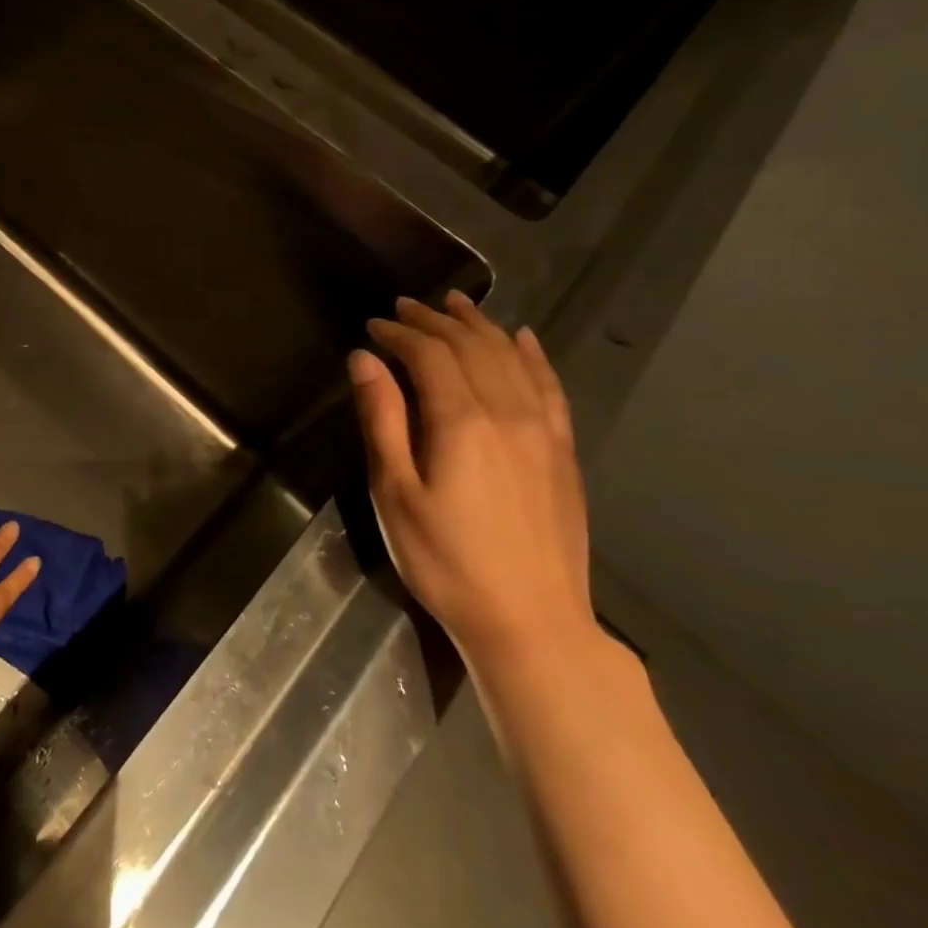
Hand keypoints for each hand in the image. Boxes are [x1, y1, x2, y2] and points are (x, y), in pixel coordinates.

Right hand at [349, 291, 594, 670]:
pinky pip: (552, 388)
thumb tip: (364, 359)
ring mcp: (544, 432)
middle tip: (405, 307)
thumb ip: (382, 419)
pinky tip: (524, 339)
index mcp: (462, 422)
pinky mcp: (563, 453)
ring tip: (457, 304)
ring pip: (513, 359)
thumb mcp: (395, 491)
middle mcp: (509, 414)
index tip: (373, 326)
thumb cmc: (444, 559)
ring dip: (481, 326)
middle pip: (472, 347)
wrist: (531, 622)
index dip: (400, 333)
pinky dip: (534, 356)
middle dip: (436, 321)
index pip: (430, 354)